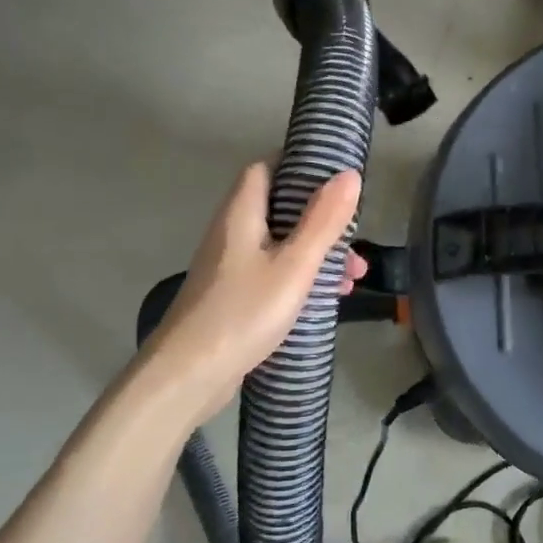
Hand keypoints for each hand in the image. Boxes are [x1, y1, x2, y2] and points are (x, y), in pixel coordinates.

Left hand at [139, 162, 364, 420]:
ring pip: (281, 245)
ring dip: (318, 253)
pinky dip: (302, 278)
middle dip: (321, 219)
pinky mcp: (233, 297)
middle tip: (355, 235)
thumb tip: (349, 174)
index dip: (300, 165)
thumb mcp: (294, 265)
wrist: (187, 377)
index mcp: (241, 214)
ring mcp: (231, 267)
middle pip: (280, 209)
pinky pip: (275, 274)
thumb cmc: (243, 313)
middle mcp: (232, 233)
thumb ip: (323, 221)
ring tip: (353, 276)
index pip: (267, 168)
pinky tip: (328, 299)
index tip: (337, 175)